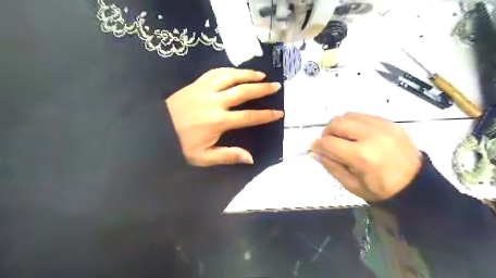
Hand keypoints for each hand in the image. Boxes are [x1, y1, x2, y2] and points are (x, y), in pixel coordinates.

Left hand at [167, 67, 282, 167]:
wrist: (154, 129)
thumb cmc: (180, 144)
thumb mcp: (203, 157)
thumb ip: (228, 155)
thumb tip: (250, 158)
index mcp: (218, 121)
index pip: (248, 117)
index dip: (265, 115)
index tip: (279, 113)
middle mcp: (215, 102)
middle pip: (243, 91)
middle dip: (262, 89)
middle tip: (276, 86)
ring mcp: (204, 90)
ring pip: (230, 77)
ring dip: (247, 74)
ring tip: (261, 75)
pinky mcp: (196, 84)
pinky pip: (214, 72)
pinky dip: (228, 70)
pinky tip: (236, 71)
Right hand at [309, 113, 421, 201]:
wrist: (418, 186)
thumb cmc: (381, 190)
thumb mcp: (352, 185)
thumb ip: (331, 166)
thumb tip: (315, 152)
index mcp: (361, 156)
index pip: (329, 143)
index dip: (317, 145)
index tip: (315, 147)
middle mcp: (371, 136)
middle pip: (337, 123)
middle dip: (327, 131)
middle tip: (328, 142)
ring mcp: (383, 127)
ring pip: (350, 115)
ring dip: (340, 125)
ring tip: (342, 137)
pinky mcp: (391, 124)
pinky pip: (365, 116)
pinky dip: (355, 123)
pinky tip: (357, 134)